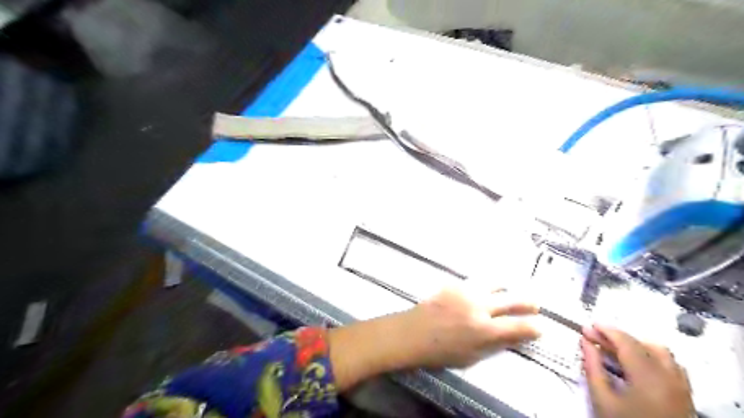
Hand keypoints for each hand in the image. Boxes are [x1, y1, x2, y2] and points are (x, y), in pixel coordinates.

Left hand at [332, 287, 541, 388]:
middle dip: (527, 302)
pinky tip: (481, 289)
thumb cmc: (440, 351)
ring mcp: (465, 291)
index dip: (533, 327)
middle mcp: (478, 306)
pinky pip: (474, 281)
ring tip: (507, 291)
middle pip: (511, 299)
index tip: (540, 326)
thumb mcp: (472, 356)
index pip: (517, 326)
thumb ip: (495, 343)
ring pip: (493, 283)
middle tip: (535, 303)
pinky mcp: (453, 283)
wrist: (412, 332)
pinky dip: (483, 286)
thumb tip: (514, 334)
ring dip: (504, 288)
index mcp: (483, 329)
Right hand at [580, 326, 697, 416]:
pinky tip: (637, 364)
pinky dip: (652, 357)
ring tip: (614, 349)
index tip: (588, 326)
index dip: (606, 330)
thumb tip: (586, 342)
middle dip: (616, 337)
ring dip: (636, 345)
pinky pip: (672, 366)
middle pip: (643, 345)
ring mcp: (681, 387)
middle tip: (594, 336)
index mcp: (649, 377)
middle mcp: (670, 377)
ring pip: (661, 353)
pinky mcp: (685, 396)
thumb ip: (593, 367)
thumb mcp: (602, 399)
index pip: (627, 343)